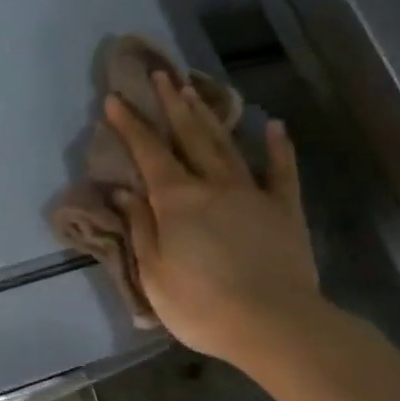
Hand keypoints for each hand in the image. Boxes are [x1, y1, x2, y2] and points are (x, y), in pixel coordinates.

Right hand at [107, 72, 320, 364]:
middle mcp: (212, 185)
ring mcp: (252, 193)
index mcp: (176, 200)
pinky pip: (281, 171)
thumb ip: (140, 227)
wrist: (275, 325)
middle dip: (171, 104)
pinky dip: (278, 147)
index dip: (130, 125)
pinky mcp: (284, 208)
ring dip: (208, 115)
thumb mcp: (154, 273)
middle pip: (189, 136)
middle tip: (160, 75)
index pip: (148, 153)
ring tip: (194, 89)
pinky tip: (273, 125)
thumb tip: (123, 191)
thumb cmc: (202, 305)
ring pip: (225, 145)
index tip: (115, 99)